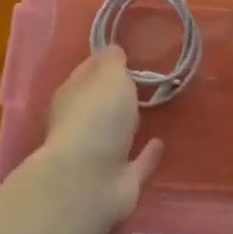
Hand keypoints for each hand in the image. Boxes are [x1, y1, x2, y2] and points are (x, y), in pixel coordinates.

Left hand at [40, 47, 164, 224]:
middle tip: (144, 80)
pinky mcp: (118, 182)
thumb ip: (113, 62)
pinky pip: (136, 163)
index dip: (105, 62)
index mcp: (71, 96)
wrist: (89, 182)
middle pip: (100, 104)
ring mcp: (98, 156)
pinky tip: (160, 143)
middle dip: (116, 95)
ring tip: (155, 108)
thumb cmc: (96, 116)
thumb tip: (113, 51)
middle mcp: (81, 125)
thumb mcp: (108, 74)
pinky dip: (147, 155)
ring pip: (116, 135)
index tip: (126, 54)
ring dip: (131, 124)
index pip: (87, 72)